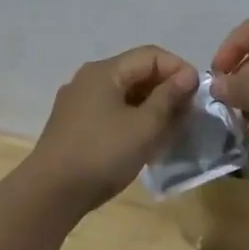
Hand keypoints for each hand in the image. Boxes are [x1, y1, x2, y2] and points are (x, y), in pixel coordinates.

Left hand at [20, 45, 198, 212]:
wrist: (50, 194)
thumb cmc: (101, 154)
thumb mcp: (143, 127)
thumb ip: (168, 98)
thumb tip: (188, 76)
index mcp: (105, 71)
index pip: (151, 55)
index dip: (178, 69)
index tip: (199, 95)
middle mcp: (90, 79)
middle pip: (137, 72)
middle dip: (167, 90)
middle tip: (189, 115)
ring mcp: (79, 102)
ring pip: (125, 94)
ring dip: (152, 107)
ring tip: (172, 131)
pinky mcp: (75, 125)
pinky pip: (112, 112)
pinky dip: (134, 120)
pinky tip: (147, 142)